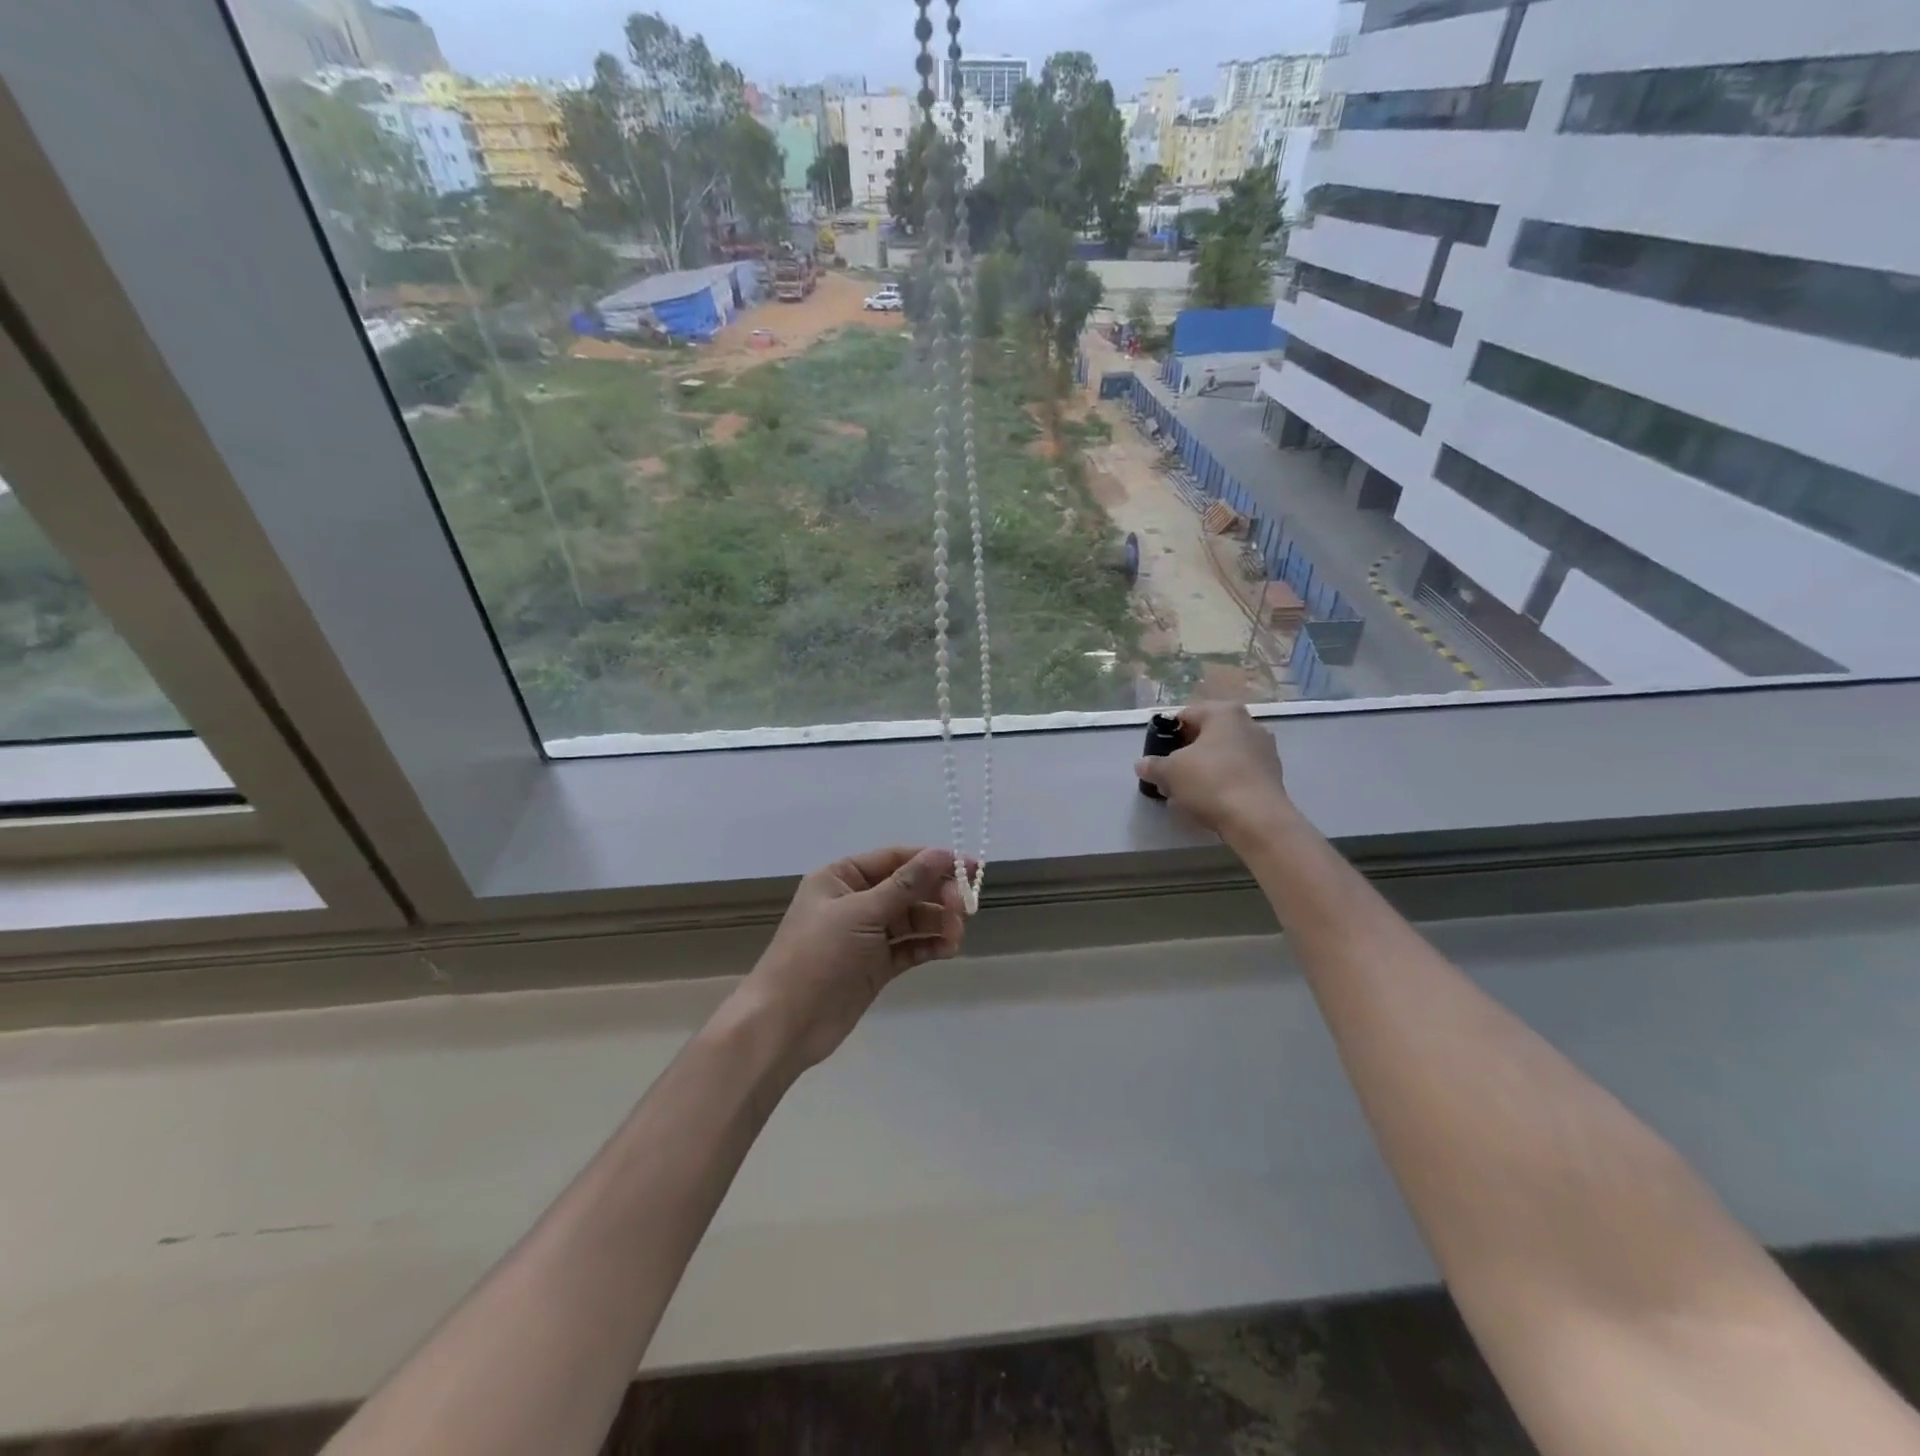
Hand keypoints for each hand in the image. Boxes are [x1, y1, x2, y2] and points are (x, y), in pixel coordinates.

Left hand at [727, 847, 969, 1074]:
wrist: (786, 1024)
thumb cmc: (817, 956)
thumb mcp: (862, 913)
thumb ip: (905, 884)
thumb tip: (942, 853)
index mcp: (842, 877)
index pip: (895, 859)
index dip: (932, 861)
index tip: (969, 869)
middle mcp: (855, 901)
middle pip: (908, 889)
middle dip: (937, 896)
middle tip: (964, 910)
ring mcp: (866, 935)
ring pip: (912, 919)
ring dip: (937, 923)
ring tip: (956, 937)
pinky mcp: (875, 965)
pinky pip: (909, 947)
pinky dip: (929, 945)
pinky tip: (947, 950)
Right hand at [1134, 702, 1291, 842]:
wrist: (1257, 819)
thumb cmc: (1210, 782)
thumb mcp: (1170, 772)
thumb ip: (1153, 765)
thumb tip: (1142, 765)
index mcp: (1224, 712)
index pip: (1185, 716)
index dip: (1166, 736)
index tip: (1157, 757)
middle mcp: (1249, 723)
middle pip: (1206, 736)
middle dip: (1186, 755)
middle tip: (1169, 777)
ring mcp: (1265, 749)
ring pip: (1222, 756)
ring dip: (1203, 771)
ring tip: (1186, 794)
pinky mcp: (1273, 775)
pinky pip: (1238, 773)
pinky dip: (1223, 783)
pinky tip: (1210, 803)